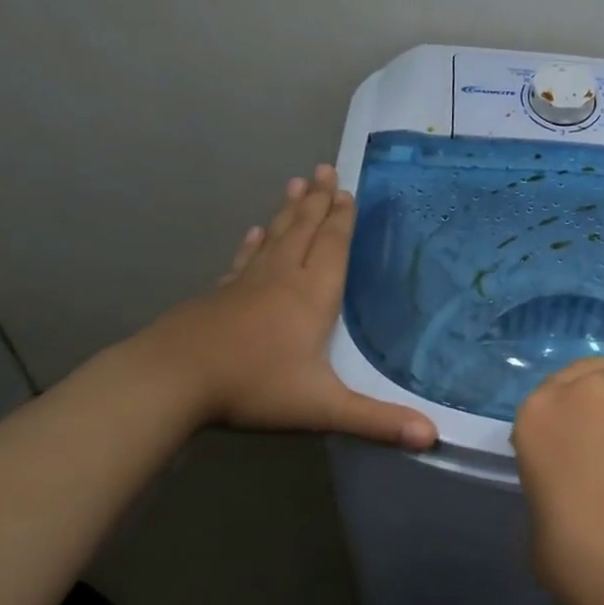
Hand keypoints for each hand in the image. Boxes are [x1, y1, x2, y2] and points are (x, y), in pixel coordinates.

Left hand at [139, 164, 436, 447]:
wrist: (171, 380)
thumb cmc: (253, 387)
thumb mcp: (322, 407)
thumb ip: (377, 421)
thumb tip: (432, 437)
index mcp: (312, 296)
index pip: (333, 247)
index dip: (343, 219)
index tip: (347, 190)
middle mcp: (282, 280)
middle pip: (305, 231)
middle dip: (319, 201)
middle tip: (325, 168)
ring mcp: (246, 285)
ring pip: (275, 238)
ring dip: (288, 211)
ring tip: (296, 183)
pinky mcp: (218, 296)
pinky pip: (244, 261)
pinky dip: (253, 244)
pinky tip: (254, 233)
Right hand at [512, 357, 603, 604]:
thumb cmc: (580, 558)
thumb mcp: (540, 522)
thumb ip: (554, 485)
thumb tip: (578, 483)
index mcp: (538, 415)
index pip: (547, 395)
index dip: (564, 415)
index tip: (576, 437)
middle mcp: (586, 389)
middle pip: (593, 373)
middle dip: (602, 393)